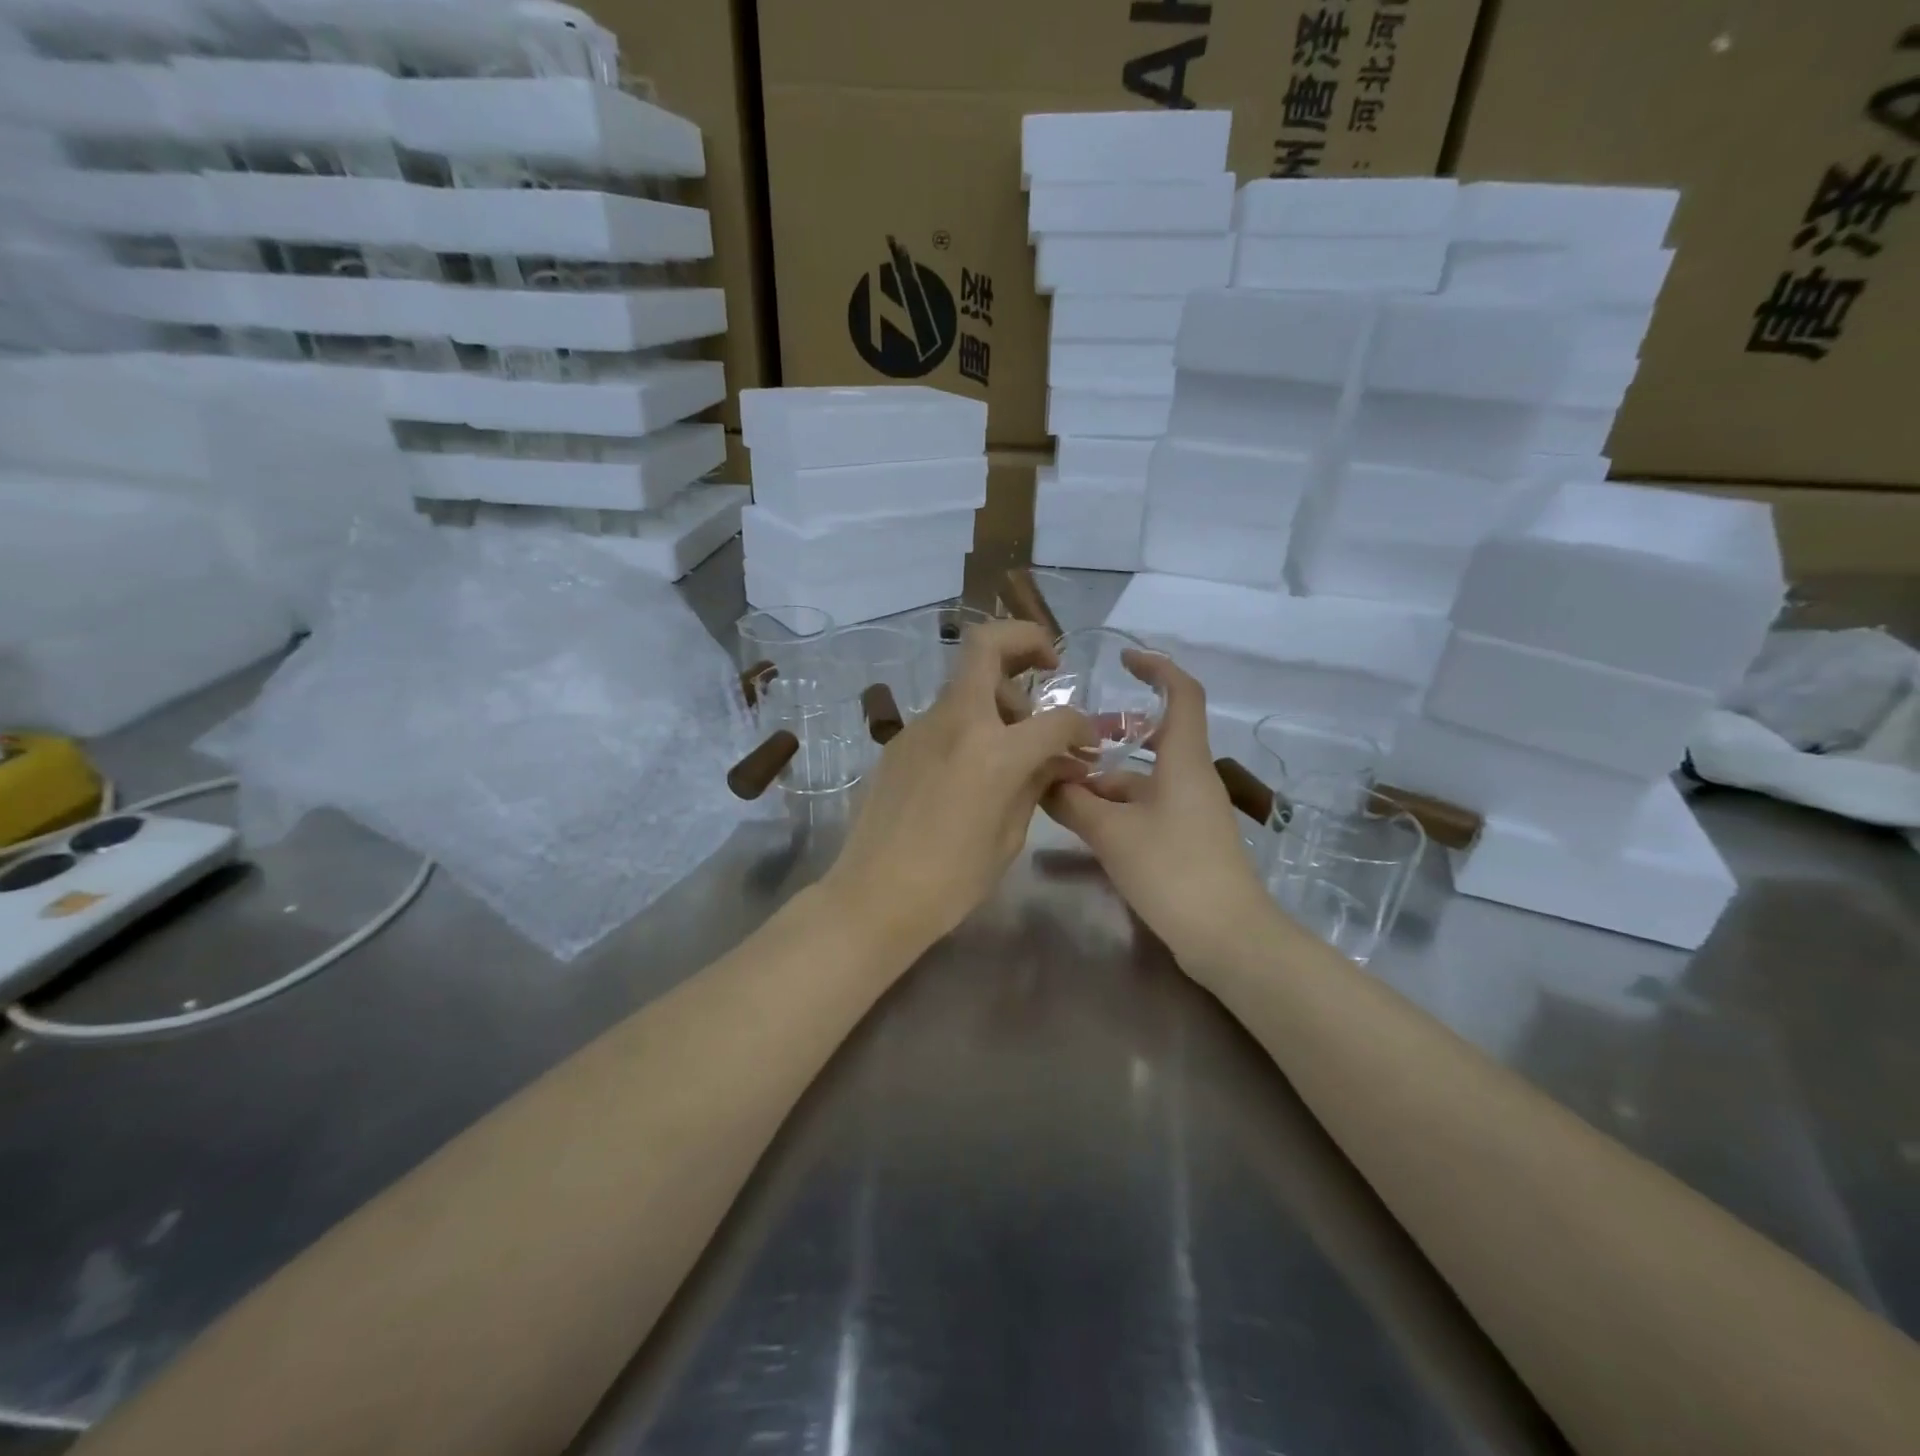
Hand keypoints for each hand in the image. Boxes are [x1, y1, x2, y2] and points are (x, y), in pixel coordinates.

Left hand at [820, 619, 1092, 955]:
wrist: (874, 896)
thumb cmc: (951, 881)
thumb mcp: (1009, 836)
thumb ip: (1035, 785)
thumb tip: (1057, 762)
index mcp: (994, 751)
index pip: (1054, 718)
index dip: (1081, 727)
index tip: (1086, 743)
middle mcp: (956, 722)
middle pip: (987, 645)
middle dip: (1026, 640)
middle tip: (1049, 666)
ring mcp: (920, 727)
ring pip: (965, 682)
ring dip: (998, 692)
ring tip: (1014, 739)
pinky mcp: (898, 742)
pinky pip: (945, 716)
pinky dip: (970, 722)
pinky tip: (973, 765)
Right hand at [1044, 654, 1274, 969]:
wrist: (1226, 937)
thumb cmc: (1173, 871)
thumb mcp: (1112, 833)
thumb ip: (1073, 802)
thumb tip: (1041, 778)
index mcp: (1184, 761)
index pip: (1183, 694)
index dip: (1157, 668)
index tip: (1123, 659)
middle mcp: (1191, 778)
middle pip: (1156, 737)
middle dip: (1114, 733)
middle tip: (1072, 735)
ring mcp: (1190, 811)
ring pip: (1144, 777)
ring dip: (1106, 776)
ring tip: (1059, 784)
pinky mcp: (1185, 839)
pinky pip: (1146, 806)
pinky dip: (1116, 805)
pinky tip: (1082, 821)